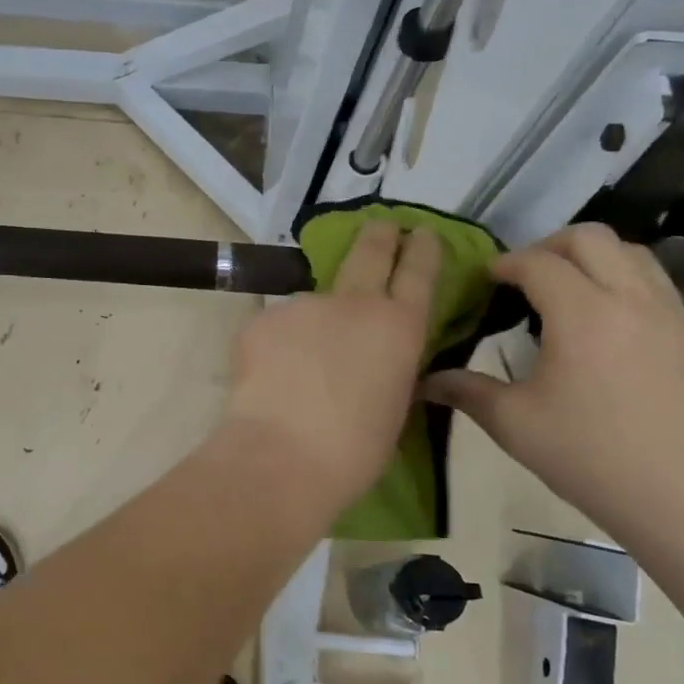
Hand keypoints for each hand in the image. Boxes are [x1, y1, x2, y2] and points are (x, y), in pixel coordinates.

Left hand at [222, 222, 439, 512]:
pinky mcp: (261, 319)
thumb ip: (387, 366)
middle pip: (369, 251)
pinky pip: (275, 329)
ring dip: (311, 325)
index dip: (422, 248)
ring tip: (298, 369)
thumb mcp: (393, 405)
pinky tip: (270, 380)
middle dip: (378, 235)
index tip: (420, 232)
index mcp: (398, 327)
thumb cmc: (354, 450)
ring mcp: (303, 305)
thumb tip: (373, 357)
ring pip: (312, 304)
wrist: (282, 457)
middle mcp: (353, 303)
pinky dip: (275, 348)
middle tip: (380, 227)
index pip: (418, 271)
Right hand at [421, 224, 683, 537]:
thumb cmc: (592, 459)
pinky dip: (631, 294)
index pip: (537, 262)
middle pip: (592, 237)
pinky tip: (618, 338)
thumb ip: (467, 391)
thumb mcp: (515, 425)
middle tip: (528, 277)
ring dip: (596, 261)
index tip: (486, 279)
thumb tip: (426, 379)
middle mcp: (633, 301)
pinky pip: (665, 295)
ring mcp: (680, 319)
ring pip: (637, 256)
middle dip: (550, 245)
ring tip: (574, 294)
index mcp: (582, 315)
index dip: (505, 263)